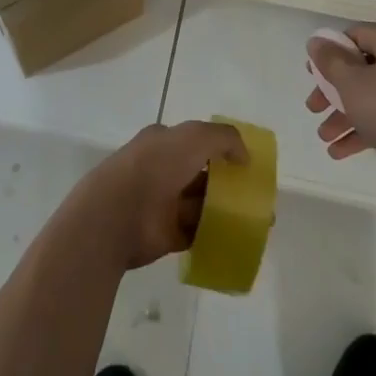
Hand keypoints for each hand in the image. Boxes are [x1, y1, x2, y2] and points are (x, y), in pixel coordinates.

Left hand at [68, 121, 248, 269]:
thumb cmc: (155, 166)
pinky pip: (196, 234)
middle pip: (201, 175)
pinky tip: (238, 239)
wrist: (117, 213)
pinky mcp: (165, 235)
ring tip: (257, 221)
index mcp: (163, 142)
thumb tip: (244, 155)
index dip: (221, 149)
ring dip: (226, 211)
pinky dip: (215, 236)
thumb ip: (224, 138)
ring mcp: (163, 203)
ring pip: (201, 205)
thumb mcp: (194, 136)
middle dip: (227, 183)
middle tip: (256, 195)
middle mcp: (162, 170)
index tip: (245, 163)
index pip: (195, 142)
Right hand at [306, 24, 375, 211]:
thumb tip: (317, 41)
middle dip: (334, 92)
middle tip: (313, 109)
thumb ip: (331, 62)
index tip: (311, 77)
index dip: (329, 54)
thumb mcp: (354, 85)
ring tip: (325, 139)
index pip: (355, 36)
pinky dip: (367, 131)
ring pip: (375, 96)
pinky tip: (342, 153)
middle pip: (363, 68)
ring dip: (346, 116)